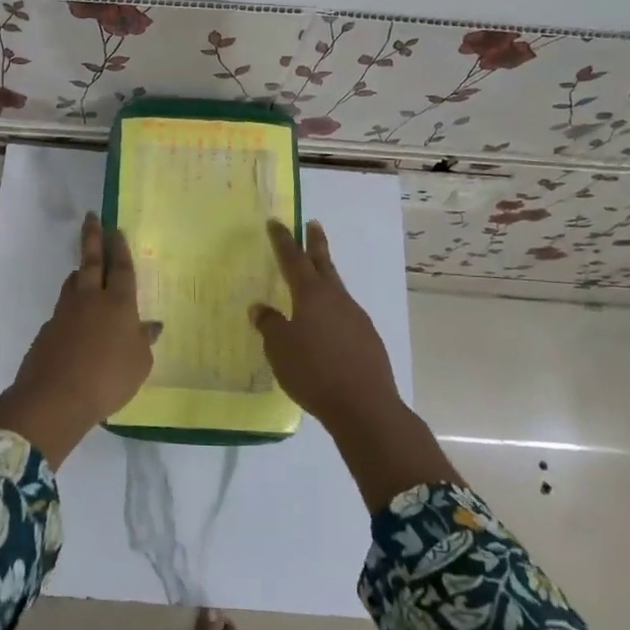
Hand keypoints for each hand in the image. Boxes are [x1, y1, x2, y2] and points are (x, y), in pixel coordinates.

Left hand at [0, 213, 156, 466]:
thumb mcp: (139, 364)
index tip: (116, 229)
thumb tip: (151, 326)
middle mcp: (91, 299)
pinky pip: (63, 308)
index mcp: (119, 303)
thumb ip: (143, 342)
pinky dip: (71, 305)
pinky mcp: (48, 329)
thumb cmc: (108, 379)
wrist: (55, 397)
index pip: (121, 268)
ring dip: (80, 270)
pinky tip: (74, 318)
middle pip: (92, 262)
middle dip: (93, 238)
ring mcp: (65, 312)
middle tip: (91, 218)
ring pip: (74, 282)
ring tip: (83, 266)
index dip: (120, 248)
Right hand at [251, 219, 457, 510]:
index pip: (293, 259)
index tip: (276, 222)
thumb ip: (269, 325)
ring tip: (314, 280)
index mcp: (311, 295)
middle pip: (324, 264)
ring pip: (336, 289)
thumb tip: (261, 308)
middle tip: (312, 224)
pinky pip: (345, 314)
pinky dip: (333, 310)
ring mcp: (356, 317)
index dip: (283, 240)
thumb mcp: (280, 349)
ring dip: (325, 278)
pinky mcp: (368, 338)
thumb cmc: (314, 373)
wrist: (364, 406)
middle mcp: (336, 298)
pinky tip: (327, 325)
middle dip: (315, 243)